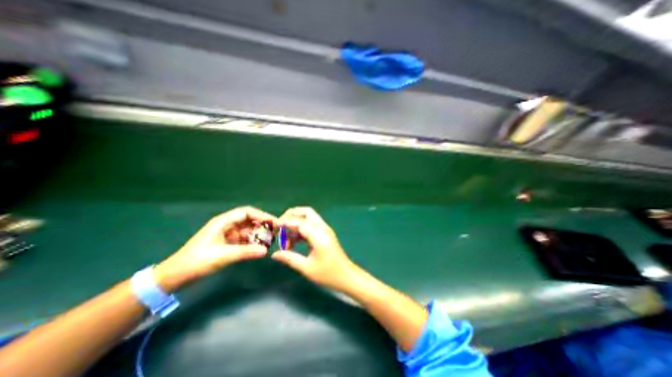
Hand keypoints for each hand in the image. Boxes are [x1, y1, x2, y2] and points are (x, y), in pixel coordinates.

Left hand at [155, 207, 278, 291]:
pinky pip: (244, 240)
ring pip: (248, 231)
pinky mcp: (228, 243)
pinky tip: (260, 249)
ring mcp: (227, 234)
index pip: (247, 212)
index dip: (262, 216)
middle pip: (249, 220)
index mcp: (224, 222)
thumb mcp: (223, 256)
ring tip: (270, 242)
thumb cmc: (197, 261)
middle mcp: (227, 225)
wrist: (175, 277)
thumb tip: (266, 251)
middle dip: (262, 226)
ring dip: (258, 235)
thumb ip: (246, 252)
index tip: (275, 223)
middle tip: (276, 233)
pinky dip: (253, 243)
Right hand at [271, 206, 362, 290]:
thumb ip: (290, 258)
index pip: (300, 222)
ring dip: (297, 223)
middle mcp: (323, 228)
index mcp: (319, 236)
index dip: (286, 223)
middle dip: (292, 215)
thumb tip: (274, 254)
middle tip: (280, 226)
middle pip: (307, 212)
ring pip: (309, 217)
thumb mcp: (307, 268)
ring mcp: (325, 230)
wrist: (346, 276)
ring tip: (286, 239)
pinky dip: (302, 228)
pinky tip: (295, 241)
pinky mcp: (325, 233)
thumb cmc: (328, 274)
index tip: (274, 228)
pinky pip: (312, 225)